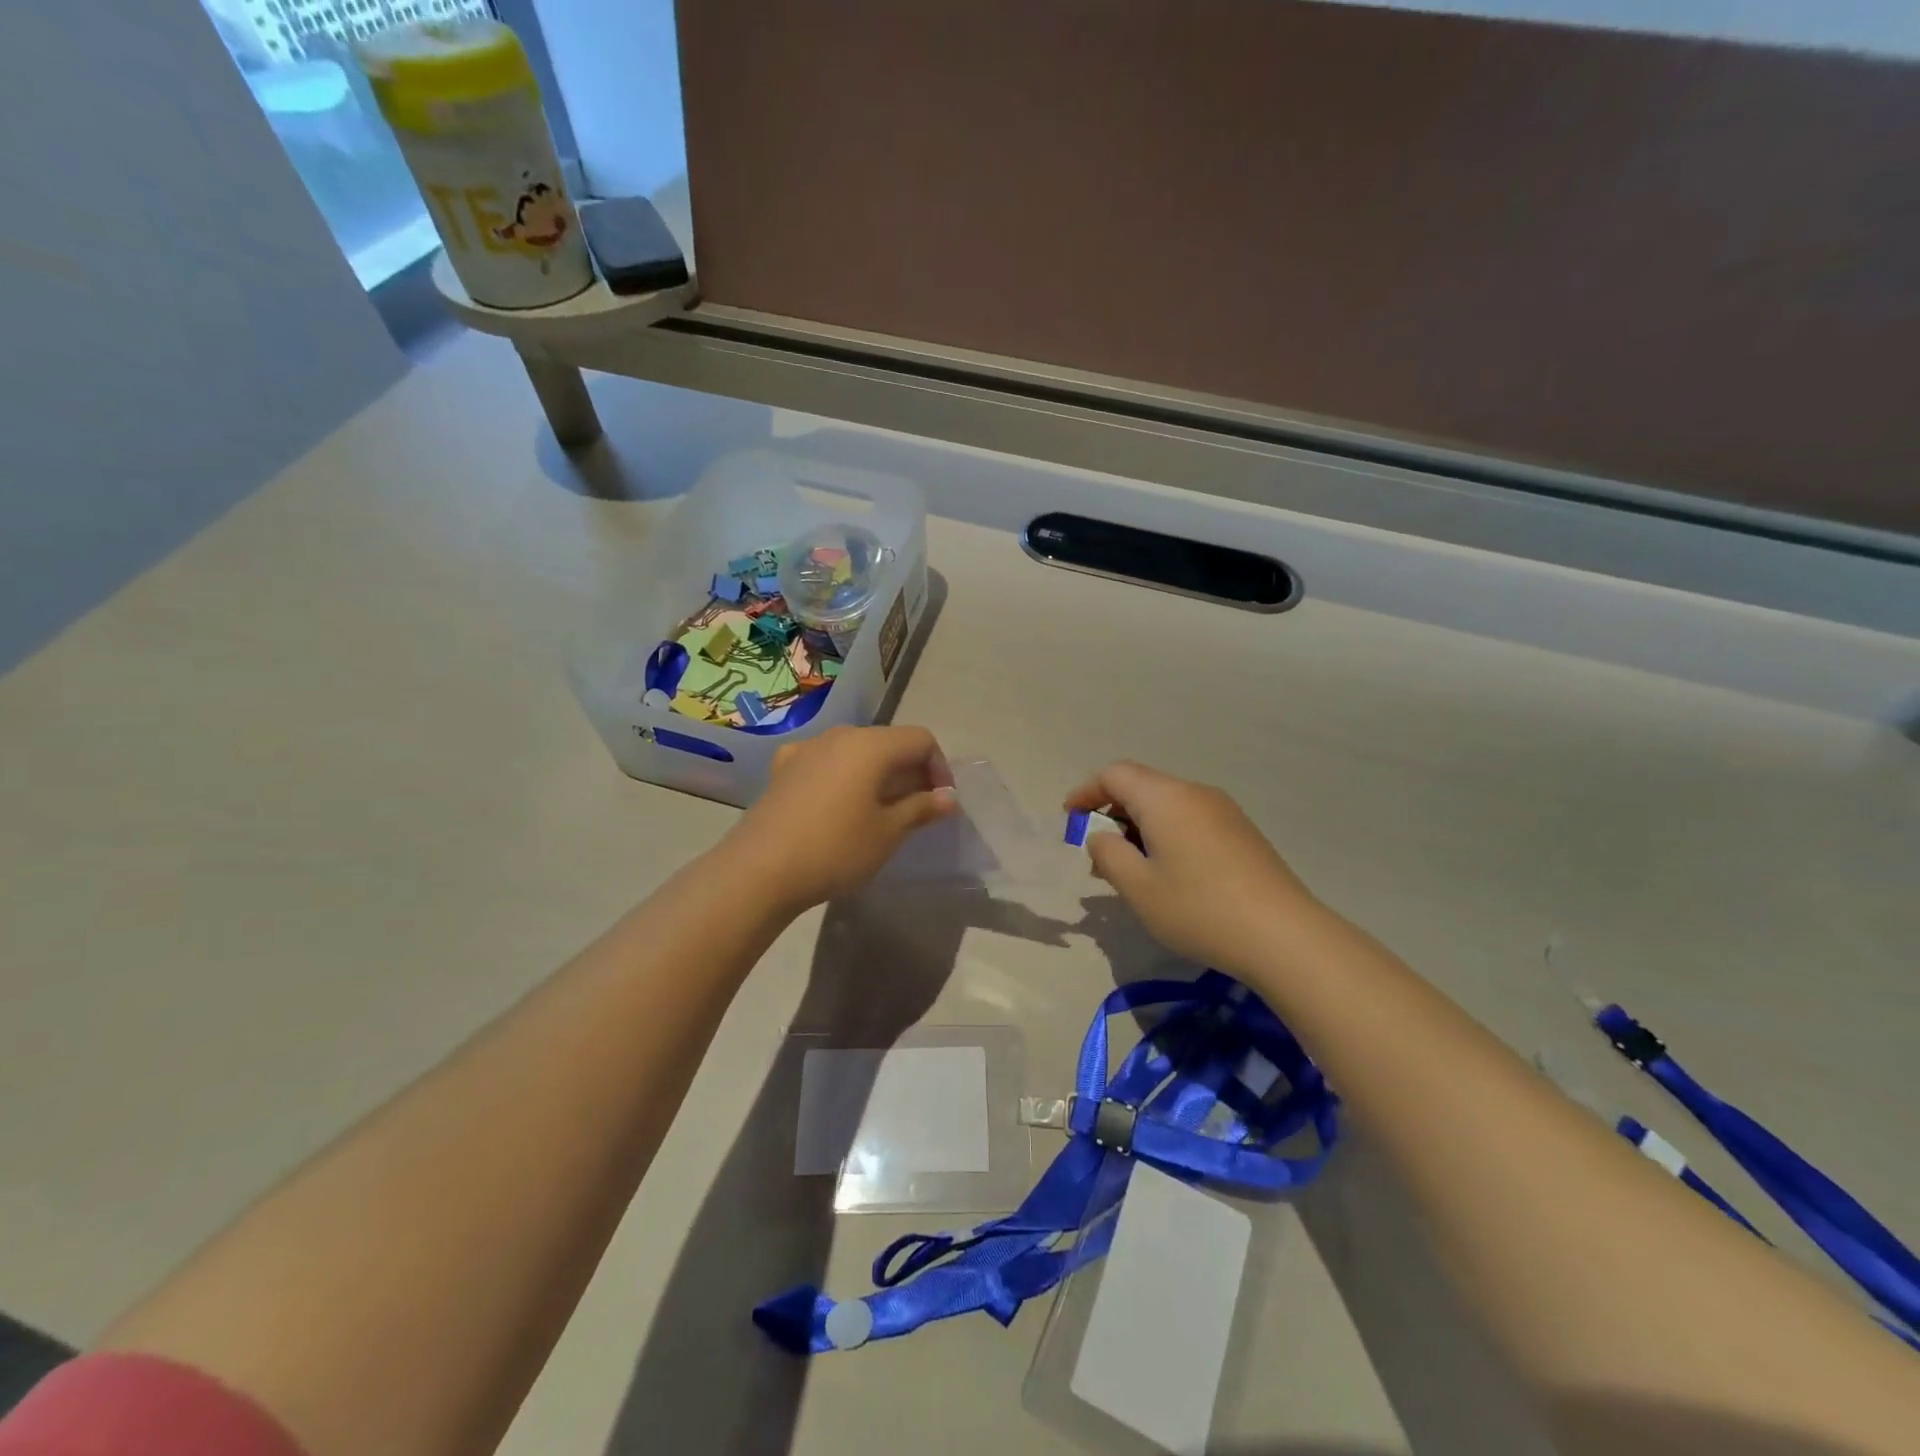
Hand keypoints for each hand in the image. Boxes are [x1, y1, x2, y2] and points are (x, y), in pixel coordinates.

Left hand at [724, 725, 958, 909]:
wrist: (760, 870)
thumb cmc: (836, 849)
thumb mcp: (888, 833)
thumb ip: (922, 808)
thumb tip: (949, 797)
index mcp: (871, 745)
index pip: (921, 740)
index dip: (939, 768)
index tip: (940, 803)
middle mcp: (840, 735)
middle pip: (888, 742)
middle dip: (910, 771)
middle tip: (916, 810)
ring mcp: (807, 749)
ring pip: (856, 751)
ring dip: (877, 774)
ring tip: (879, 810)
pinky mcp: (783, 768)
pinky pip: (825, 761)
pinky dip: (842, 775)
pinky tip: (836, 802)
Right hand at [1064, 761, 1322, 974]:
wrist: (1284, 936)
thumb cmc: (1198, 908)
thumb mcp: (1137, 887)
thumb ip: (1108, 854)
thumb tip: (1102, 836)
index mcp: (1165, 797)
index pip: (1114, 775)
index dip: (1086, 792)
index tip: (1069, 819)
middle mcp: (1195, 793)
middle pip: (1142, 787)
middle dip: (1112, 813)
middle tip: (1097, 854)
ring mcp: (1224, 811)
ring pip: (1167, 805)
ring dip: (1140, 828)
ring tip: (1131, 870)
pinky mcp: (1242, 833)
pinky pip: (1191, 820)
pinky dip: (1167, 836)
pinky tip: (1169, 875)